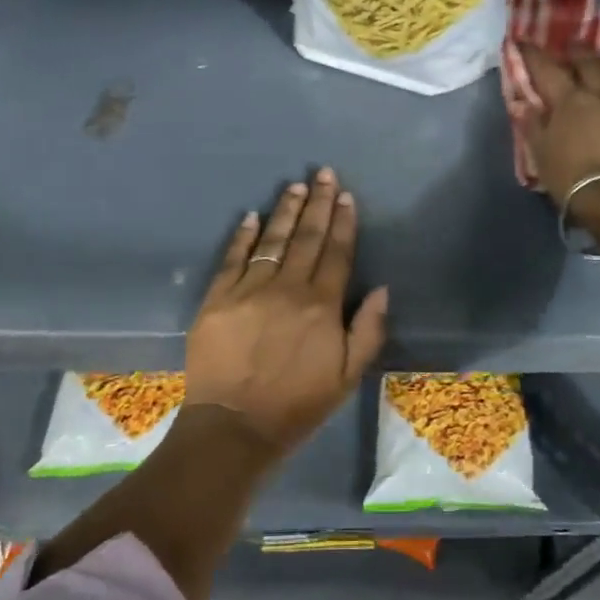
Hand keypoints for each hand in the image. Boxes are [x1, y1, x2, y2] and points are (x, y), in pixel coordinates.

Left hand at [185, 167, 388, 456]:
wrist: (234, 426)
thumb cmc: (297, 404)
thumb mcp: (348, 376)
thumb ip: (368, 330)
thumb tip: (382, 289)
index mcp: (322, 306)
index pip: (336, 253)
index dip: (343, 222)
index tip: (346, 196)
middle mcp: (287, 288)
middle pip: (307, 238)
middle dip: (318, 203)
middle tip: (323, 173)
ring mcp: (249, 290)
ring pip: (272, 241)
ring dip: (285, 211)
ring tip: (295, 186)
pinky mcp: (217, 298)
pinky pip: (232, 259)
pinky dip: (243, 236)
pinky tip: (251, 216)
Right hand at [517, 45, 599, 233]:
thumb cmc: (572, 177)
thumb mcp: (541, 154)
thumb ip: (533, 126)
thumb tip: (524, 104)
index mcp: (569, 100)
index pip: (547, 69)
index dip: (534, 54)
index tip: (524, 41)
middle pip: (589, 63)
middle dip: (577, 51)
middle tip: (571, 46)